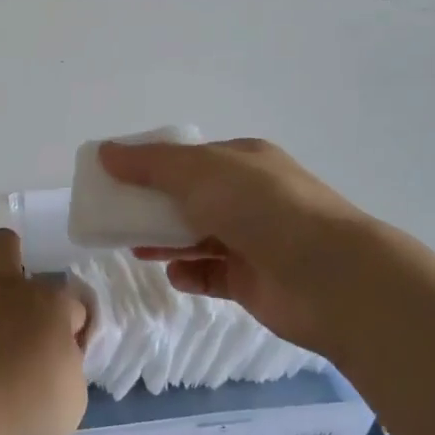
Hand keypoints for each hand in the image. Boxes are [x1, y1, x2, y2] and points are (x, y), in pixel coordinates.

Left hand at [0, 229, 89, 434]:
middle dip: (9, 260)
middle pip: (6, 242)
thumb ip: (68, 366)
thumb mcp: (71, 402)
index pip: (71, 300)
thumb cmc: (22, 417)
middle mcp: (6, 285)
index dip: (70, 324)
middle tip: (9, 300)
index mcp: (50, 306)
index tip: (63, 349)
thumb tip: (59, 355)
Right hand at [97, 137, 394, 359]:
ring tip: (135, 248)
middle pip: (191, 199)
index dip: (152, 166)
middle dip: (154, 207)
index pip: (190, 159)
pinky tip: (174, 276)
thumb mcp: (199, 172)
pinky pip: (213, 275)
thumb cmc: (261, 208)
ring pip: (199, 237)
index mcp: (244, 162)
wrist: (328, 277)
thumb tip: (106, 152)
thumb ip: (150, 164)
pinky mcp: (254, 281)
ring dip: (167, 241)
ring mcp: (254, 241)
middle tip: (117, 217)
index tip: (117, 178)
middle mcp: (250, 198)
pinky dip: (191, 274)